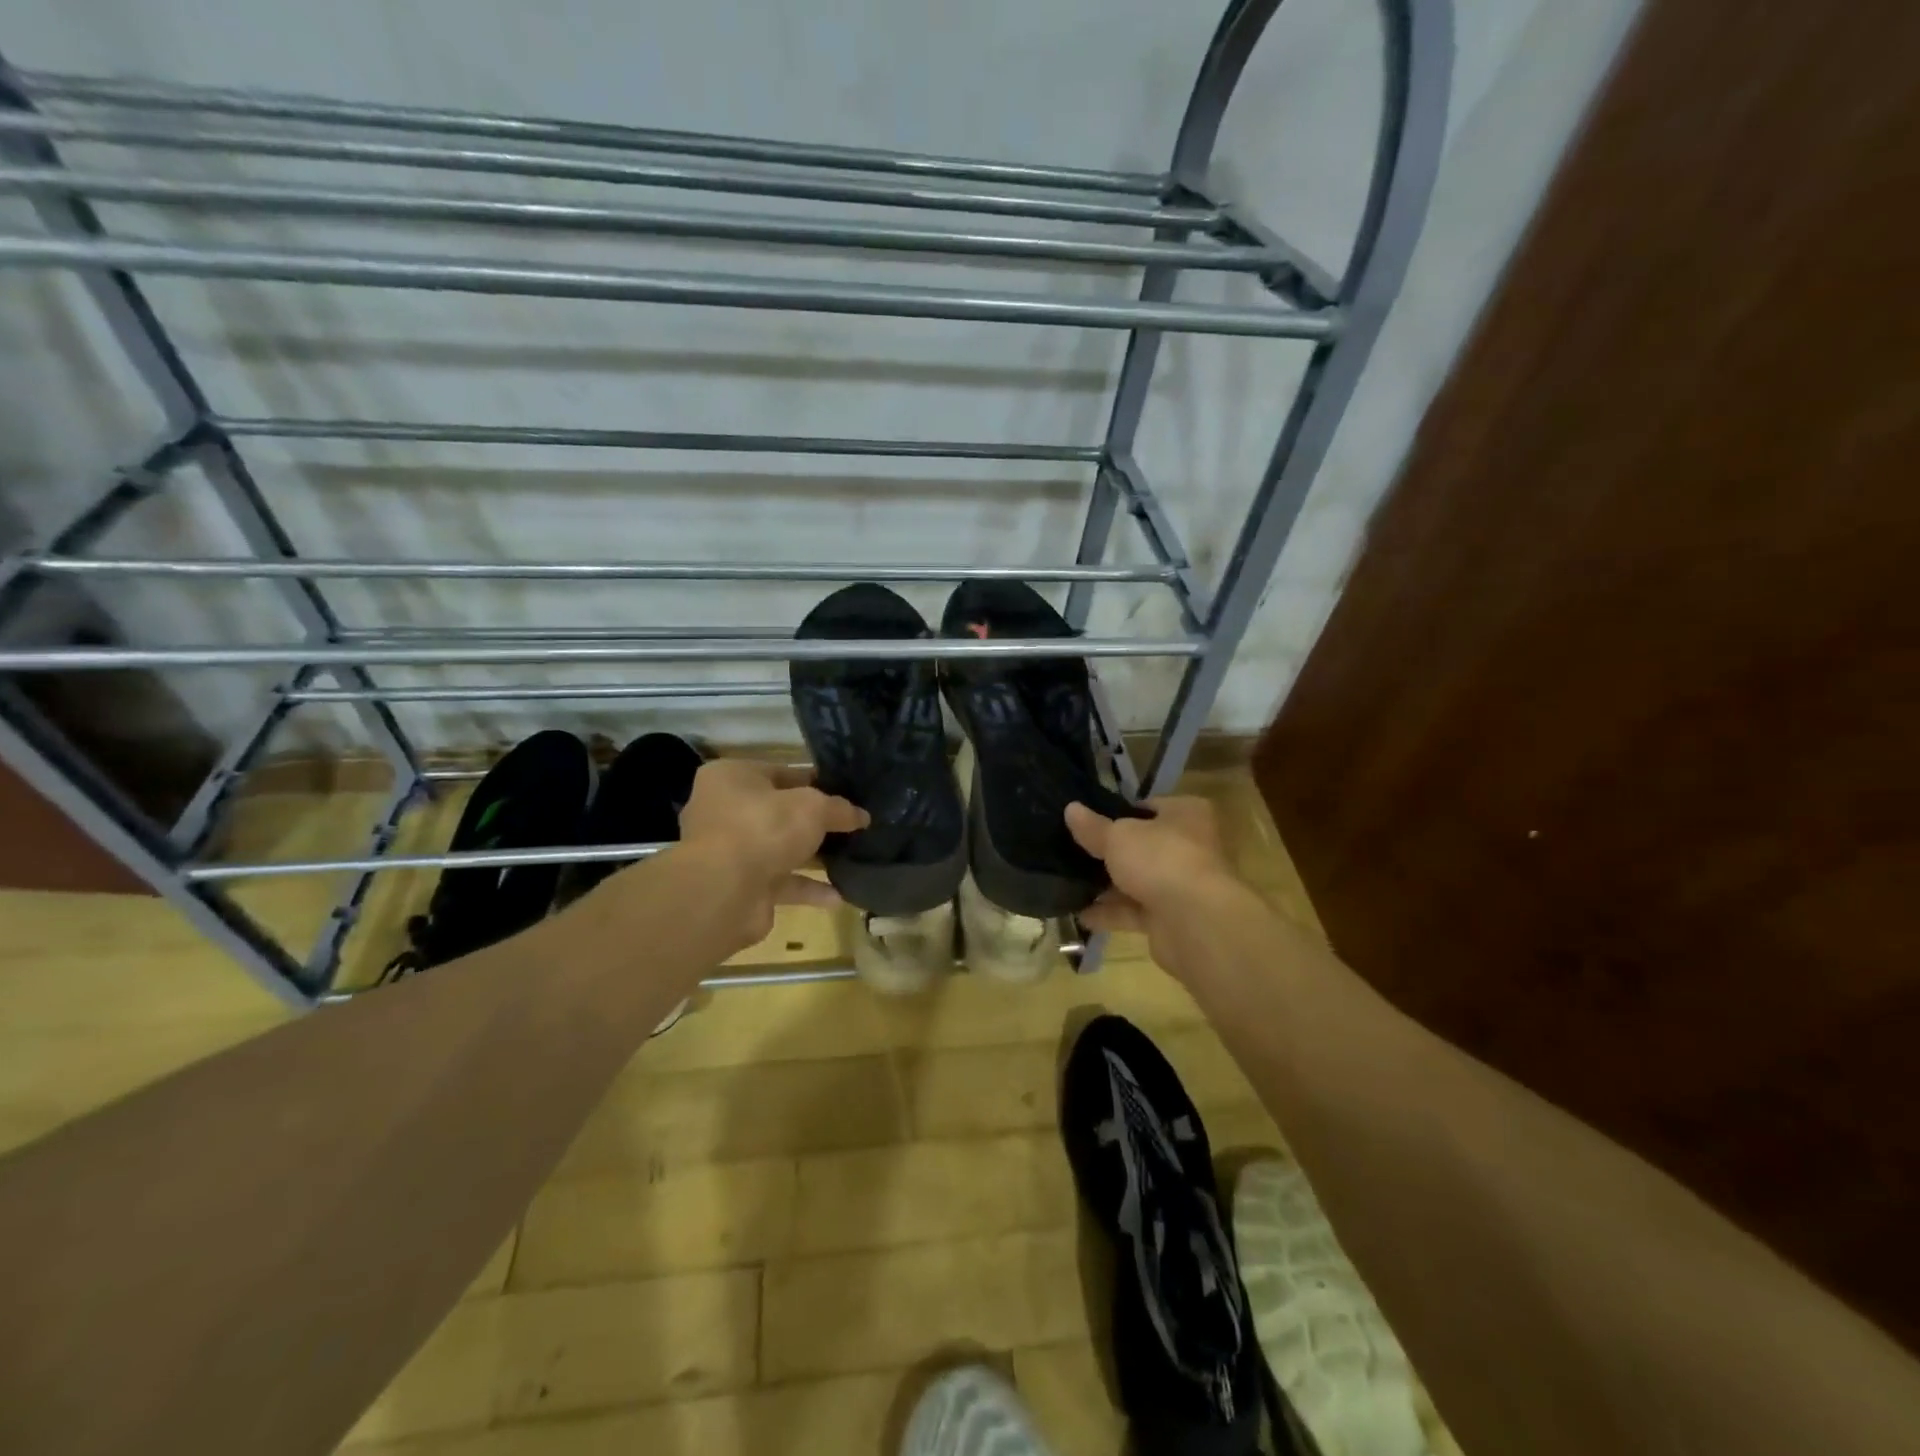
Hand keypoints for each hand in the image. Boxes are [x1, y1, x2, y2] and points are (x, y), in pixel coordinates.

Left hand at [677, 760, 868, 943]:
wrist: (724, 892)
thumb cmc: (763, 828)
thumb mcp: (813, 807)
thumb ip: (839, 809)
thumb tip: (862, 815)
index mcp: (731, 777)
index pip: (781, 772)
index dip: (816, 782)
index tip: (846, 794)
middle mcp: (723, 811)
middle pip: (779, 812)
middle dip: (814, 823)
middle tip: (851, 826)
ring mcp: (729, 851)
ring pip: (779, 849)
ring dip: (813, 856)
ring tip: (851, 858)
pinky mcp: (738, 886)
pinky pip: (780, 882)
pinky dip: (807, 888)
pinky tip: (838, 895)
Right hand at [1065, 796, 1247, 971]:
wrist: (1196, 923)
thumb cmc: (1161, 860)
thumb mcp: (1118, 836)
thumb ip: (1093, 827)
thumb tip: (1071, 809)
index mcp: (1186, 814)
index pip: (1149, 807)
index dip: (1119, 812)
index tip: (1088, 821)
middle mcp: (1189, 847)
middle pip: (1142, 846)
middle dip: (1109, 853)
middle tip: (1072, 851)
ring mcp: (1181, 885)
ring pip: (1137, 881)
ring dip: (1106, 886)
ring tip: (1068, 884)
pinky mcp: (1171, 919)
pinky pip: (1134, 912)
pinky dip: (1110, 913)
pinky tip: (1080, 914)